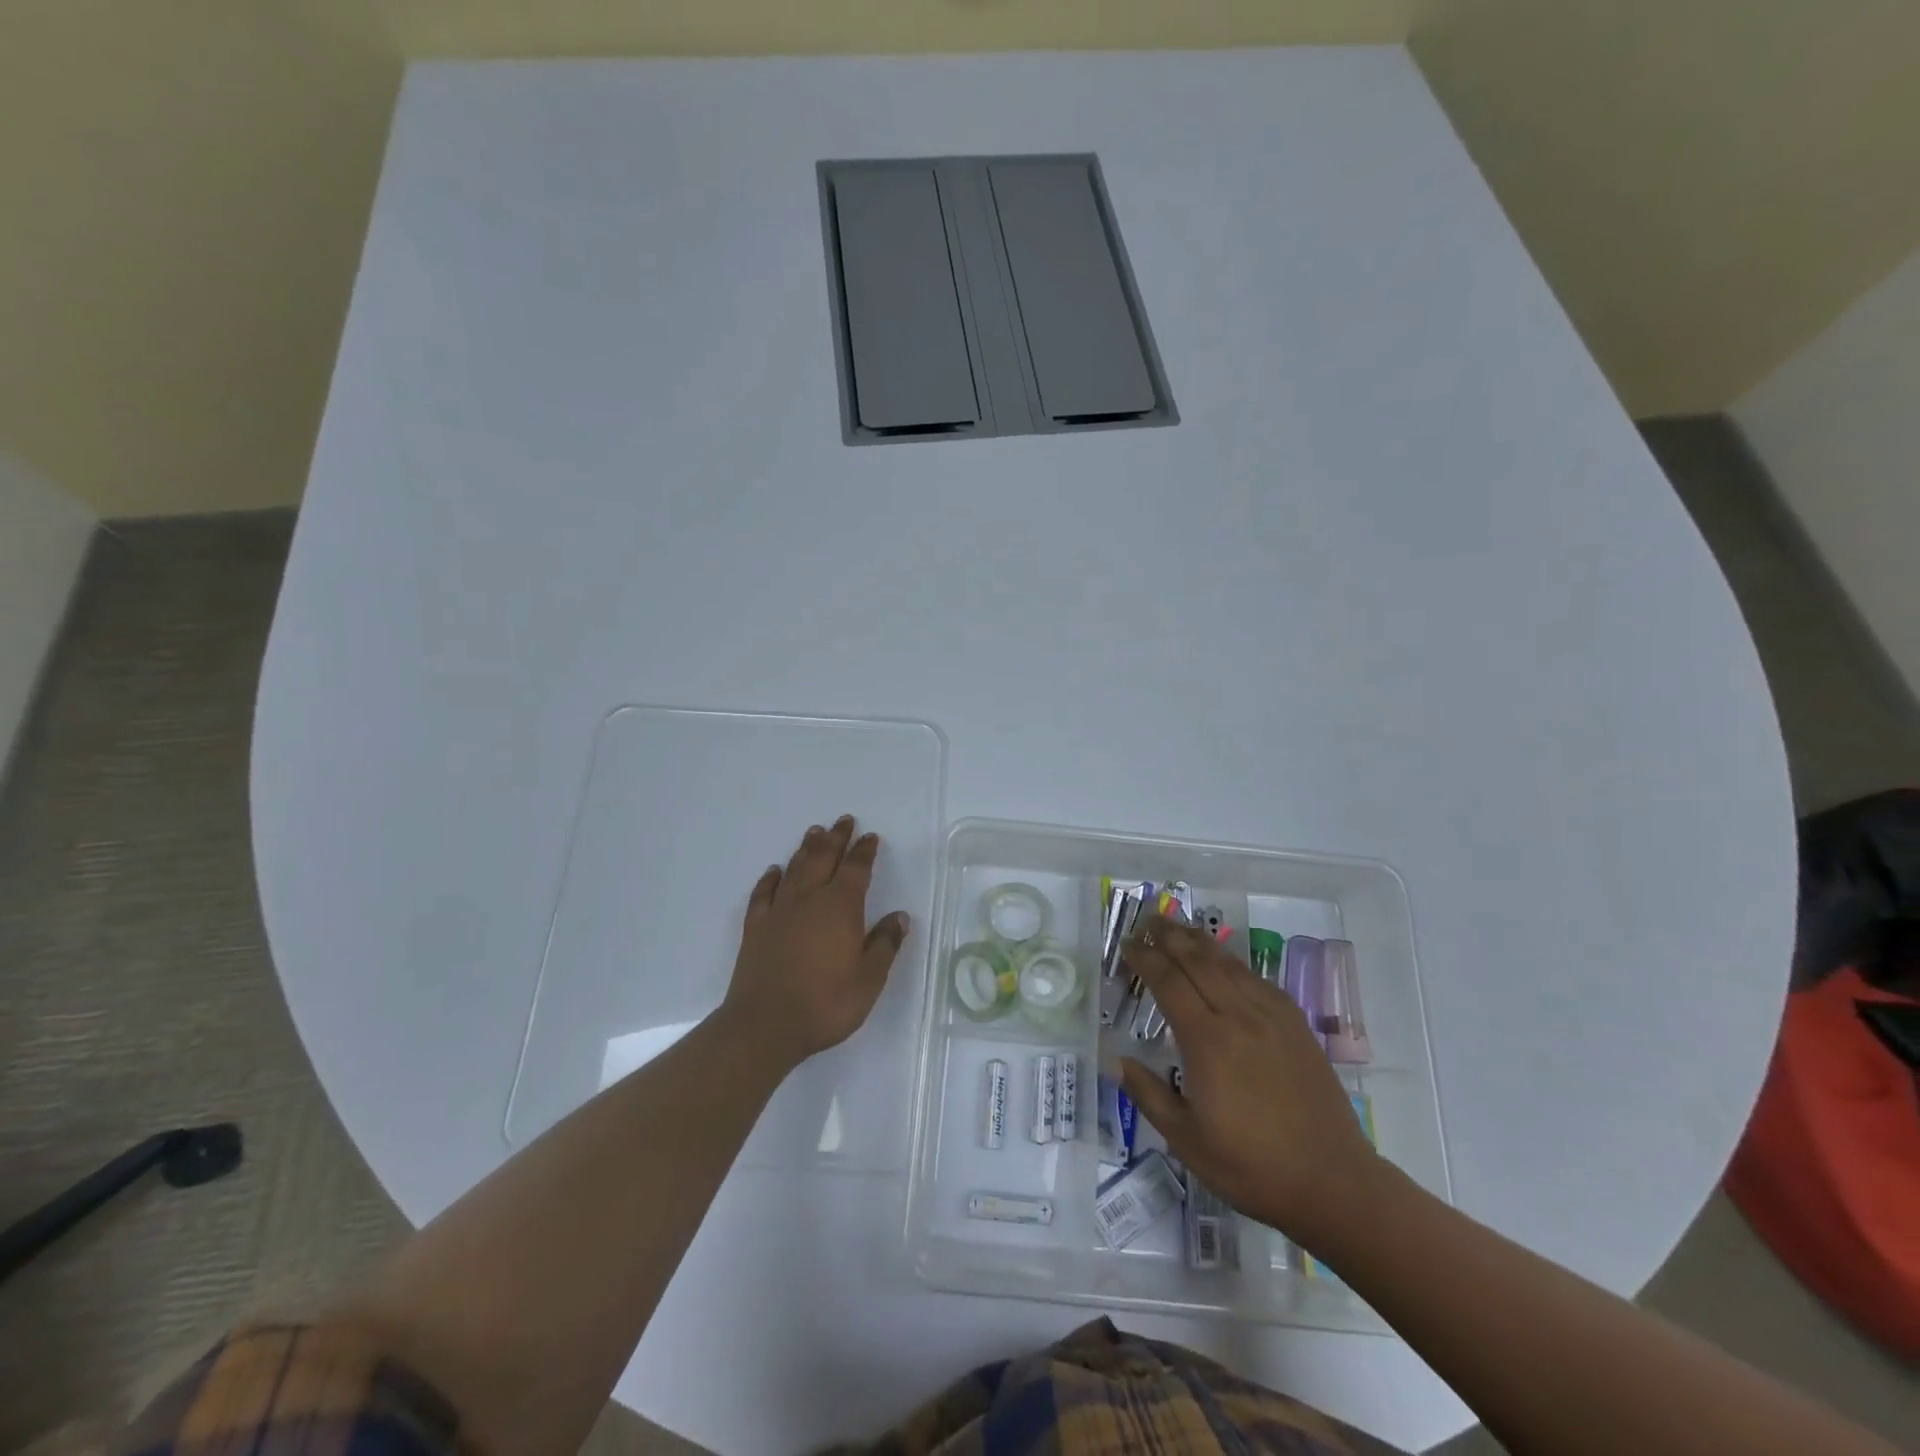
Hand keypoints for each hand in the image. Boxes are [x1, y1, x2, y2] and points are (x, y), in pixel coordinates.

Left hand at [719, 816, 910, 1069]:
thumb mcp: (869, 979)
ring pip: (795, 869)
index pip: (856, 869)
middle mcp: (809, 899)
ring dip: (806, 849)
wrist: (765, 1025)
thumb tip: (900, 916)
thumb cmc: (826, 1003)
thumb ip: (885, 944)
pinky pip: (763, 894)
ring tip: (815, 832)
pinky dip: (770, 879)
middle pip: (824, 858)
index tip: (870, 837)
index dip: (865, 851)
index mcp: (841, 907)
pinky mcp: (756, 929)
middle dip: (836, 838)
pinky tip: (774, 871)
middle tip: (843, 821)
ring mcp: (779, 912)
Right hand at [1118, 916, 1383, 1243]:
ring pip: (1229, 963)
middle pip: (1198, 960)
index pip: (1168, 981)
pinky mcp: (1296, 1025)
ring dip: (1200, 941)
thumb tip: (1114, 1059)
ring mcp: (1272, 1017)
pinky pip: (1257, 979)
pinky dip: (1233, 962)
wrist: (1333, 1183)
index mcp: (1207, 1040)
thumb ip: (1147, 1093)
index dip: (1144, 958)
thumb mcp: (1185, 1140)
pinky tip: (1226, 962)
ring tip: (1179, 927)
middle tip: (1147, 919)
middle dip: (1169, 935)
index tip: (1126, 944)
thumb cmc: (1251, 1166)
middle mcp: (1239, 1016)